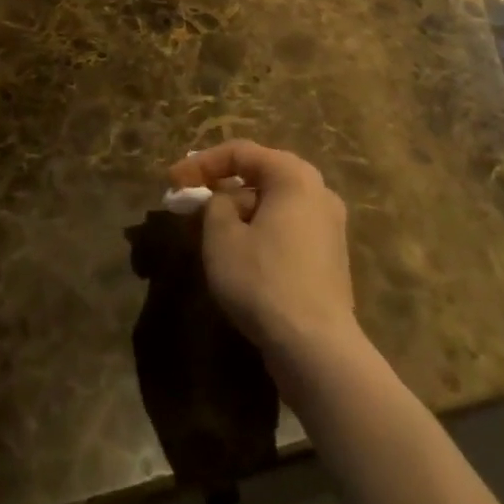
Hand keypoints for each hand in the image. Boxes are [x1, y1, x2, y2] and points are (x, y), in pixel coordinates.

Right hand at [167, 141, 362, 385]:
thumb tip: (225, 203)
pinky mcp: (330, 260)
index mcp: (294, 175)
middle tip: (191, 201)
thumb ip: (215, 205)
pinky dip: (260, 232)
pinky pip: (287, 230)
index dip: (201, 163)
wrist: (317, 350)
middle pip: (260, 176)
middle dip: (222, 187)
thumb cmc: (263, 280)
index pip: (240, 153)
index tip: (173, 182)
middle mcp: (318, 192)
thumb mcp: (221, 236)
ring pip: (274, 205)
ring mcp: (329, 228)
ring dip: (240, 212)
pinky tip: (240, 255)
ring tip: (210, 231)